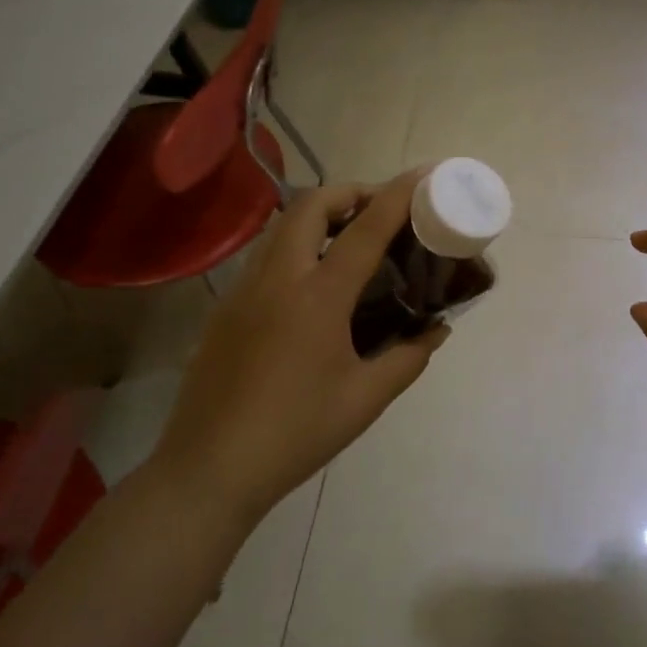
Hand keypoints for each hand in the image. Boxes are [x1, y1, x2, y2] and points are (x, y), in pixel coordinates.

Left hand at [148, 169, 447, 531]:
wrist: (209, 470)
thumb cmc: (296, 433)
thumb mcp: (365, 399)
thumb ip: (408, 358)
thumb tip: (437, 329)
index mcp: (318, 297)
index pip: (365, 230)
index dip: (396, 196)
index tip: (422, 175)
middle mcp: (278, 279)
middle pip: (310, 205)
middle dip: (348, 191)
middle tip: (378, 208)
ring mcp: (244, 291)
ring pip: (281, 226)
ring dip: (318, 214)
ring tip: (349, 237)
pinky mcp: (225, 309)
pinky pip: (265, 255)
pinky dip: (296, 244)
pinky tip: (312, 281)